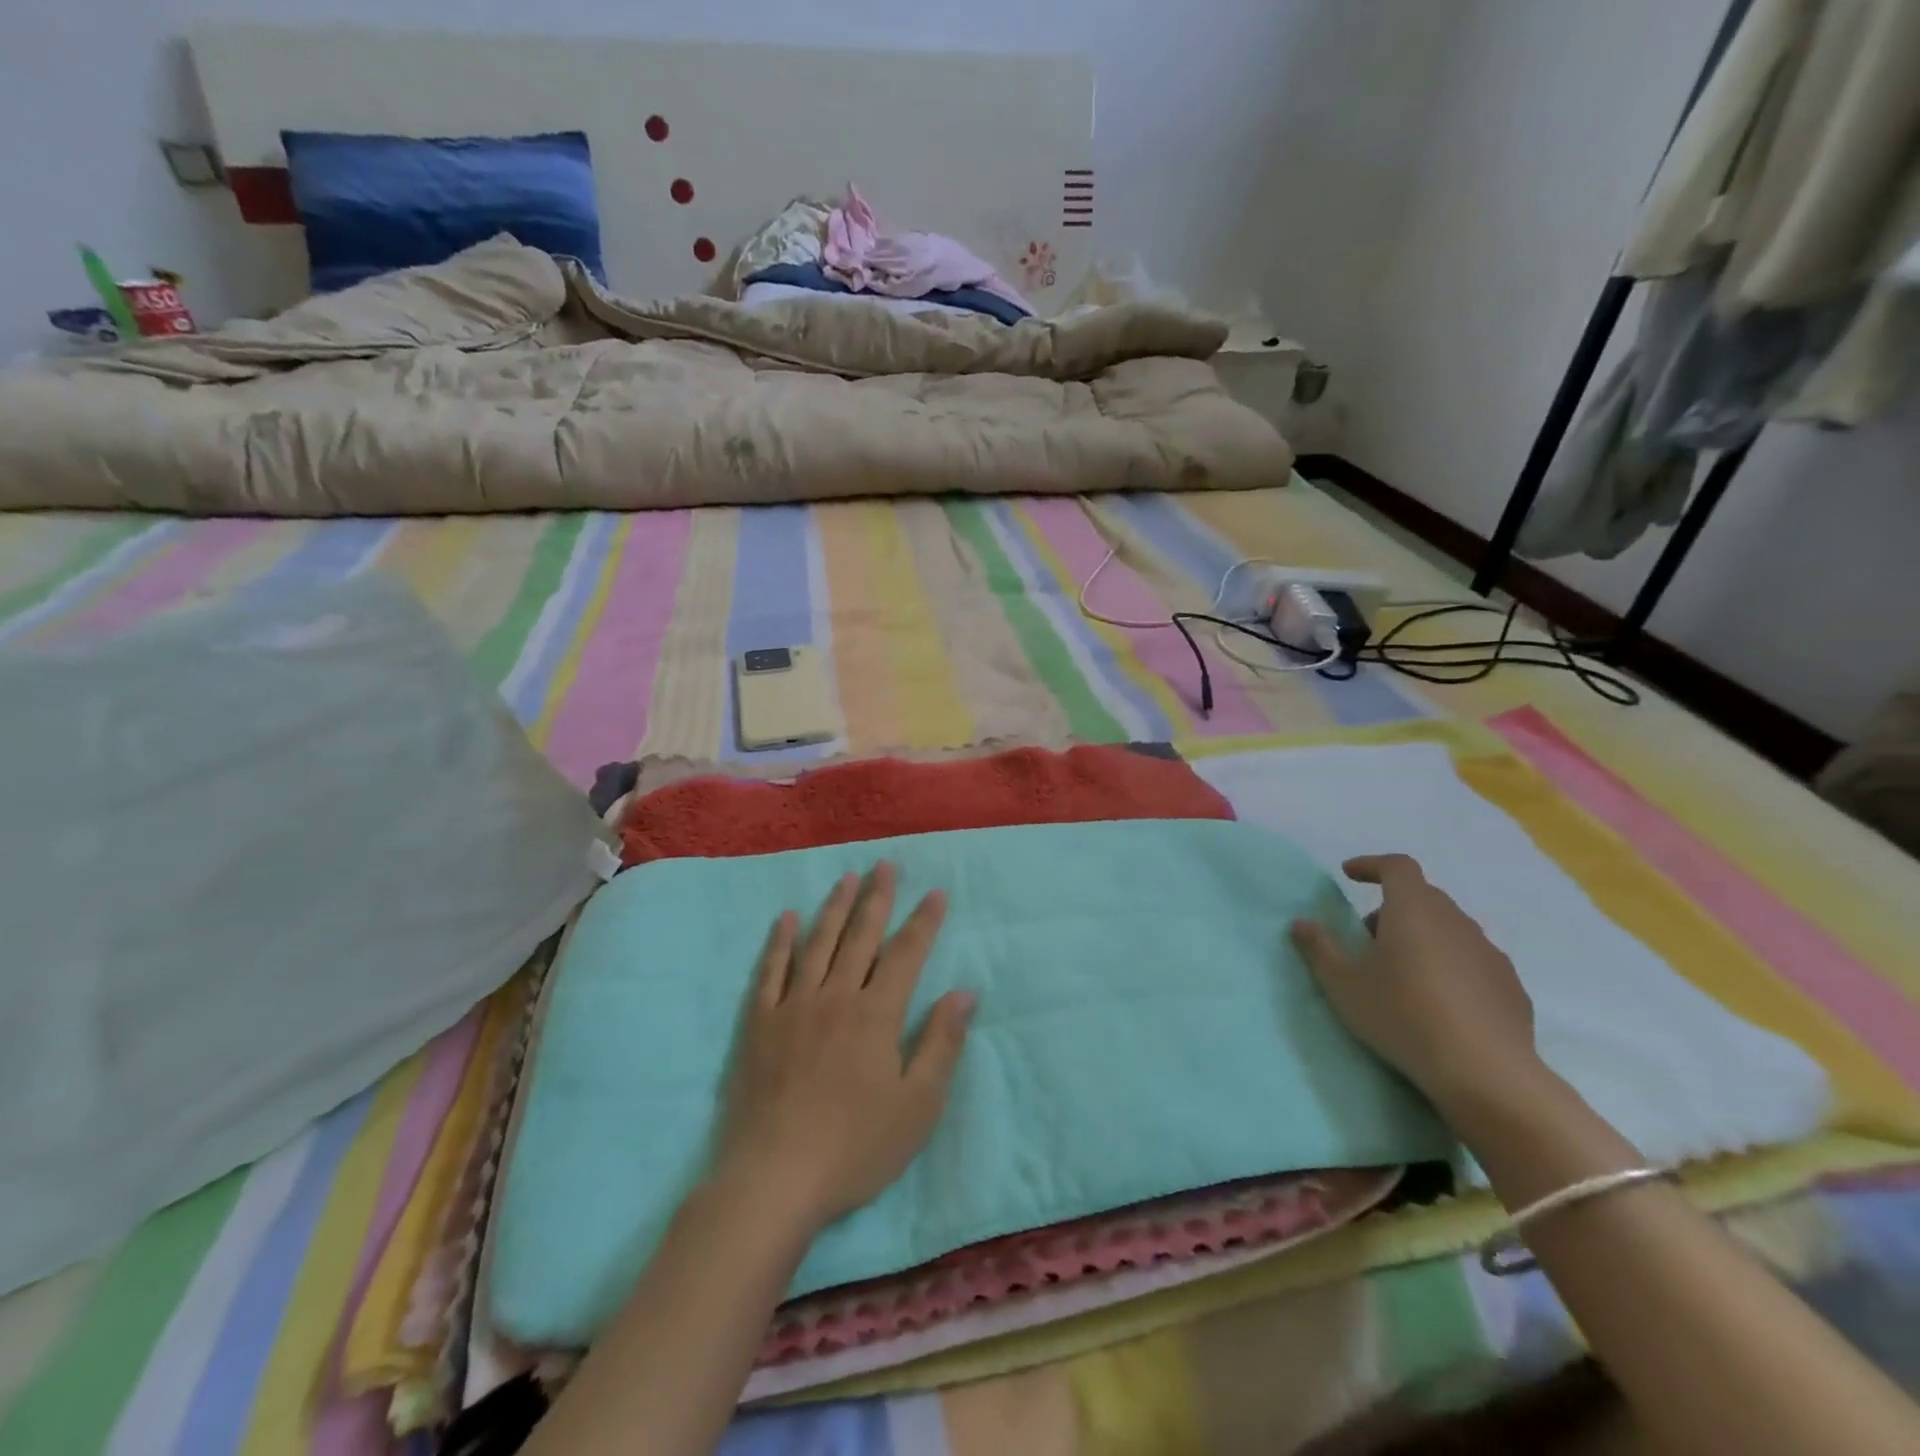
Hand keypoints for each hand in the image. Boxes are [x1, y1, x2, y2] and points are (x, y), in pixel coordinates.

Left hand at [714, 862, 974, 1230]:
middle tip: (884, 865)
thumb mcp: (918, 1105)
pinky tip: (787, 919)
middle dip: (876, 899)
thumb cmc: (856, 1147)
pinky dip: (780, 942)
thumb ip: (941, 1043)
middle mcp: (836, 997)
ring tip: (845, 879)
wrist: (774, 1179)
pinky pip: (771, 971)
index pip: (906, 954)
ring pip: (817, 944)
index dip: (923, 922)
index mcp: (876, 1014)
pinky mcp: (760, 1024)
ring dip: (834, 908)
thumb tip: (964, 992)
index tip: (936, 892)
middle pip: (860, 937)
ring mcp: (793, 1007)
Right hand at [1289, 853, 1542, 1114]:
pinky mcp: (1511, 986)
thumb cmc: (1402, 1015)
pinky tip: (1440, 1001)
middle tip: (1369, 938)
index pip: (1397, 867)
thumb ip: (1319, 948)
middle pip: (1423, 897)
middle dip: (1392, 908)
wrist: (1485, 1072)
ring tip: (1404, 973)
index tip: (1349, 875)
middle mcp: (1456, 921)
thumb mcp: (1343, 983)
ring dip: (1424, 937)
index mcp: (1414, 910)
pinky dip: (1452, 966)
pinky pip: (1473, 961)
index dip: (1371, 865)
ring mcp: (1489, 953)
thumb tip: (1301, 923)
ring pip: (1450, 929)